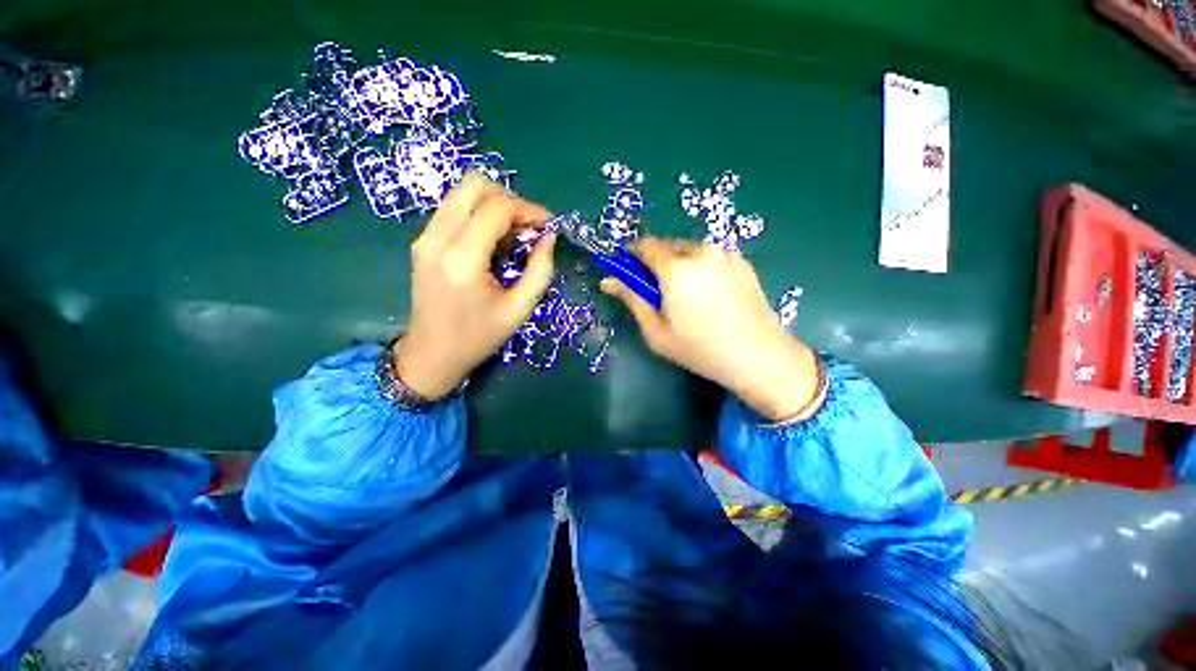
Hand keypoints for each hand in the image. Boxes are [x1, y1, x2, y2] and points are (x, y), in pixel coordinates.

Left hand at [392, 175, 555, 398]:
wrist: (431, 354)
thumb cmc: (479, 337)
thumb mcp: (520, 309)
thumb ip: (540, 270)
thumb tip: (549, 237)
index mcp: (463, 259)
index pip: (497, 209)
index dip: (529, 209)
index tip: (549, 225)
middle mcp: (438, 238)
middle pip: (475, 185)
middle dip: (510, 200)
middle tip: (527, 228)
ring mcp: (425, 237)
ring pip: (462, 193)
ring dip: (494, 206)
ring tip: (511, 237)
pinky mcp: (422, 241)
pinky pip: (454, 210)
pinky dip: (479, 215)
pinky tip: (492, 243)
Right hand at [600, 239, 819, 420]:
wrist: (758, 356)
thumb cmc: (700, 348)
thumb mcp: (656, 330)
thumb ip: (632, 299)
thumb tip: (608, 281)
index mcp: (676, 267)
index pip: (644, 245)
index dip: (631, 255)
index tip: (627, 271)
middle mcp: (701, 251)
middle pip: (666, 246)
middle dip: (654, 262)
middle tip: (656, 290)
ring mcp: (725, 253)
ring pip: (688, 249)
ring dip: (677, 264)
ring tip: (684, 294)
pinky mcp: (742, 260)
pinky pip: (709, 256)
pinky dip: (699, 267)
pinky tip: (707, 293)